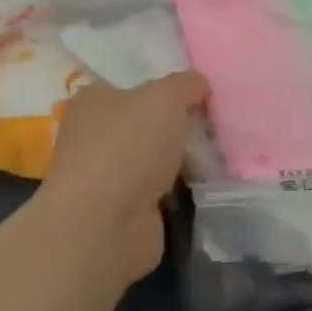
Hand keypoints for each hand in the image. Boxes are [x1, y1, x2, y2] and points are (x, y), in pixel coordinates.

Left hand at [36, 71, 208, 289]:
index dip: (163, 84)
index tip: (196, 89)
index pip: (130, 83)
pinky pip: (162, 190)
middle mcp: (94, 136)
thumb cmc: (128, 146)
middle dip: (177, 124)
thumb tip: (198, 84)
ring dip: (182, 159)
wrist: (106, 226)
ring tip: (218, 152)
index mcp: (93, 101)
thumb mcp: (166, 97)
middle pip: (146, 121)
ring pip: (155, 157)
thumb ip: (186, 84)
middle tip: (213, 122)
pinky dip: (181, 189)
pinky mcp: (124, 211)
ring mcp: (108, 177)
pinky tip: (206, 182)